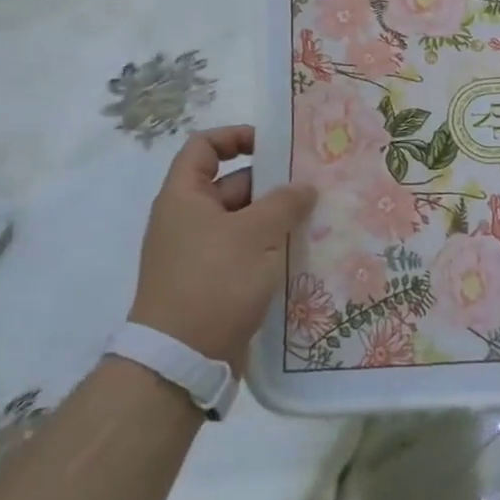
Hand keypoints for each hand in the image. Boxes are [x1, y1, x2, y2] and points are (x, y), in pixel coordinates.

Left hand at [130, 126, 314, 373]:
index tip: (274, 146)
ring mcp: (200, 253)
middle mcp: (188, 219)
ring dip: (276, 220)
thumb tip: (304, 187)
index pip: (204, 147)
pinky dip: (270, 249)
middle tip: (314, 185)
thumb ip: (284, 203)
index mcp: (184, 197)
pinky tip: (304, 254)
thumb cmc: (214, 282)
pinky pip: (245, 253)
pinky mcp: (214, 283)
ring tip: (318, 219)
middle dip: (272, 184)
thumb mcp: (255, 235)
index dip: (236, 137)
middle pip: (232, 184)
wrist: (181, 361)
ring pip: (243, 222)